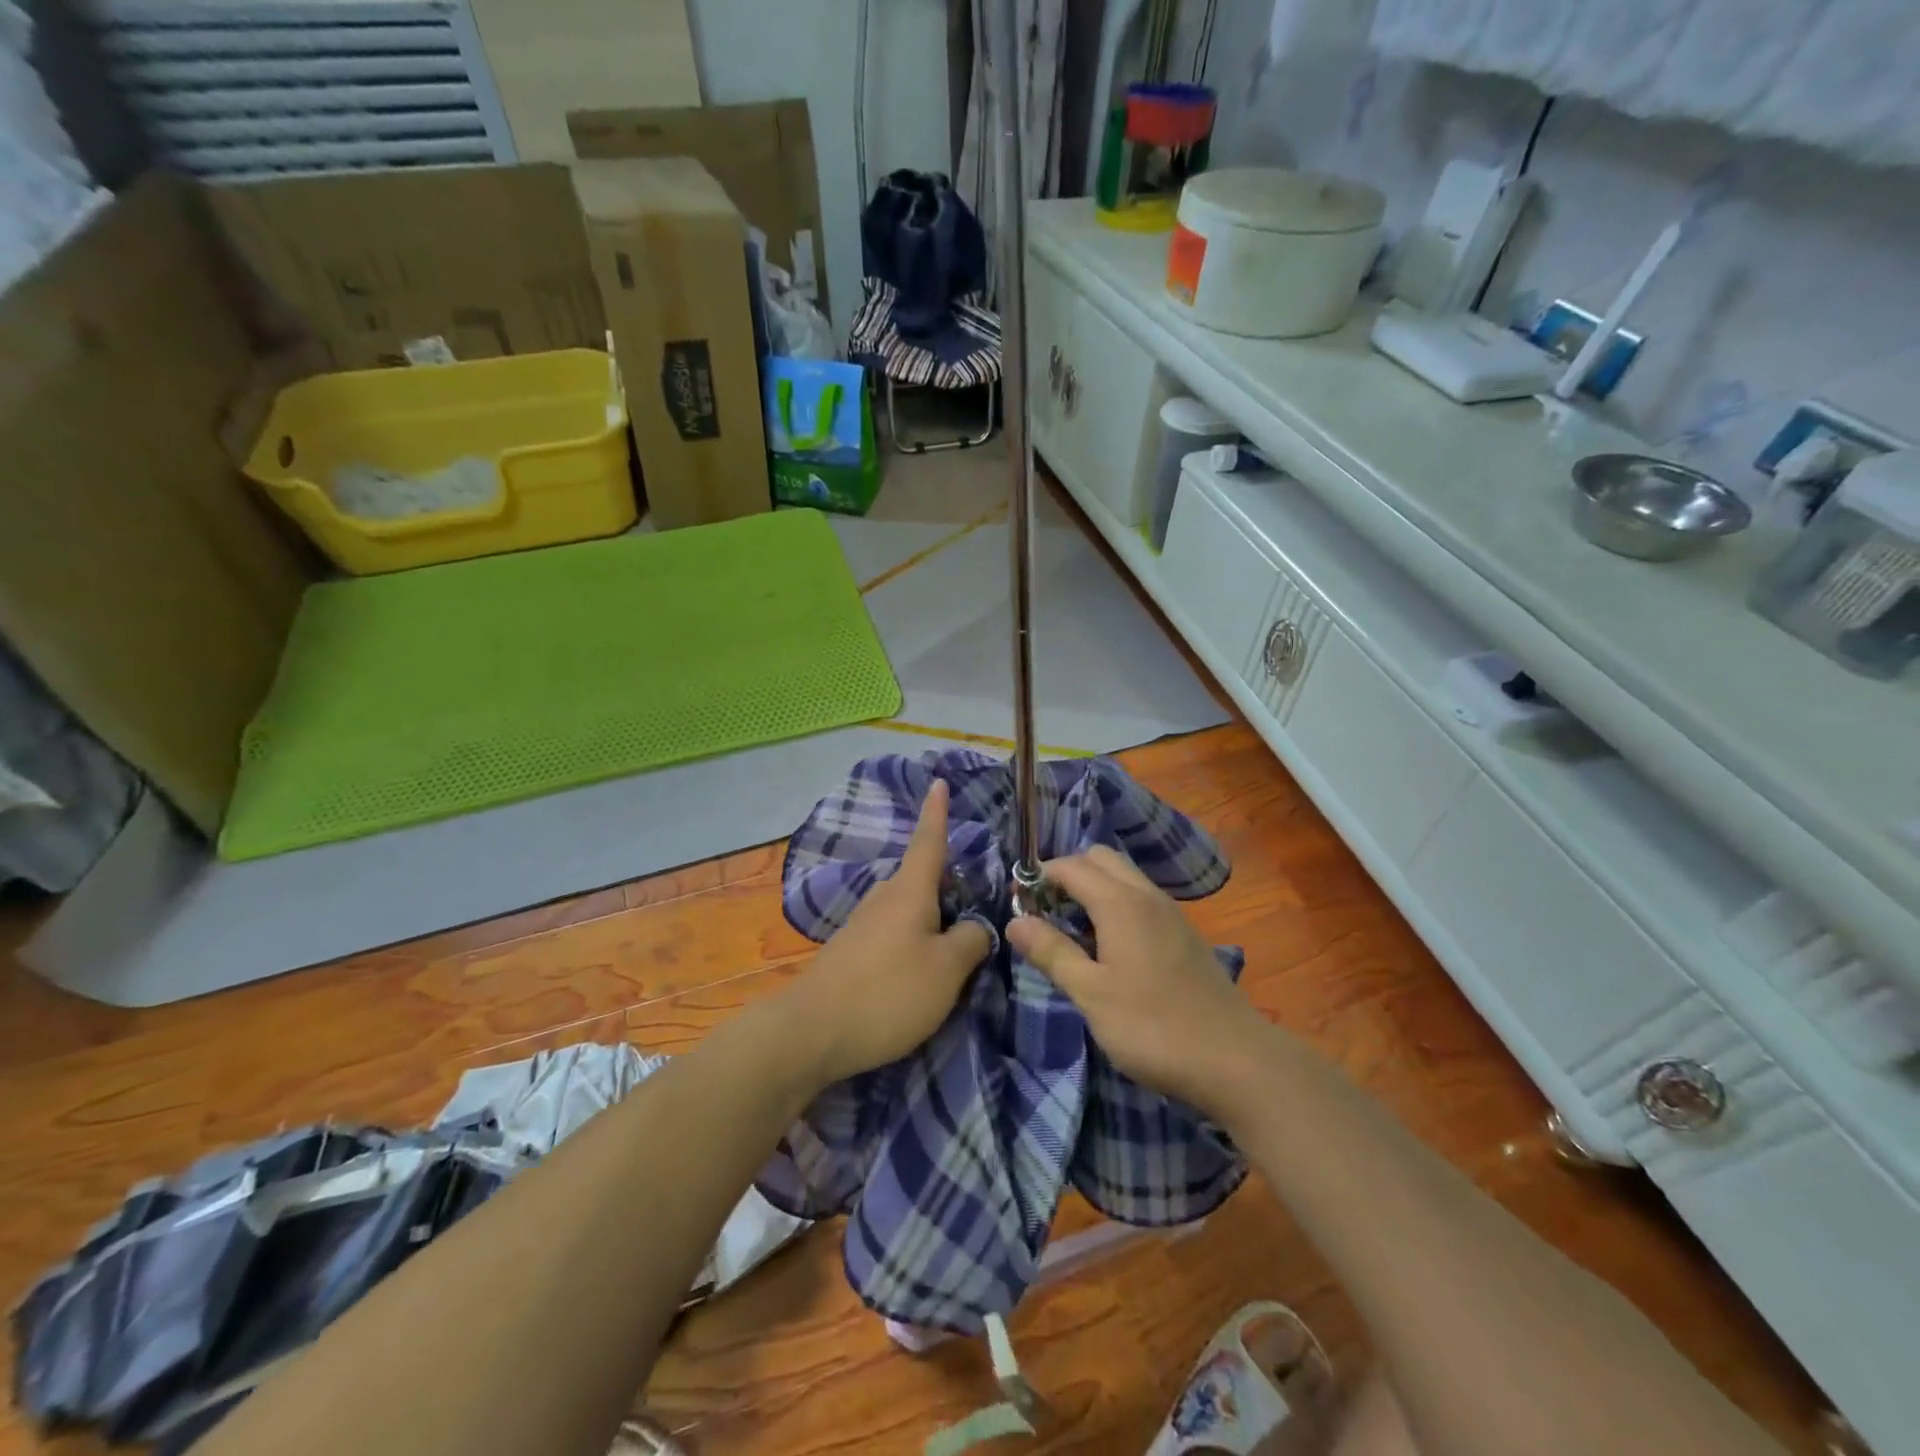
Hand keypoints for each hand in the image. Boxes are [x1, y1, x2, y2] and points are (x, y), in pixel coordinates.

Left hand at [780, 780, 990, 1086]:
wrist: (811, 1031)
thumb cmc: (888, 991)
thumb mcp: (947, 970)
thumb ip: (971, 941)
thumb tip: (975, 927)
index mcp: (910, 890)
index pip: (928, 841)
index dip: (937, 813)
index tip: (938, 782)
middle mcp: (884, 898)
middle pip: (922, 881)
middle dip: (948, 887)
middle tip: (977, 909)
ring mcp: (863, 925)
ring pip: (908, 911)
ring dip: (932, 922)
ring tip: (955, 952)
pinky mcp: (851, 953)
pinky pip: (893, 935)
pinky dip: (913, 944)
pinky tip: (920, 974)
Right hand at [1006, 846, 1268, 1118]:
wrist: (1236, 1060)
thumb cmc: (1154, 1027)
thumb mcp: (1091, 994)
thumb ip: (1052, 952)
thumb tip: (1015, 920)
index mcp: (1120, 903)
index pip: (1070, 866)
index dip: (1039, 877)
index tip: (1017, 903)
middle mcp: (1147, 895)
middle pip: (1100, 859)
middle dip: (1067, 874)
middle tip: (1046, 912)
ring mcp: (1171, 913)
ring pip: (1124, 876)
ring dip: (1093, 888)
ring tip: (1073, 930)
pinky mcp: (1184, 934)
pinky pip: (1141, 898)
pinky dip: (1116, 904)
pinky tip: (1110, 947)